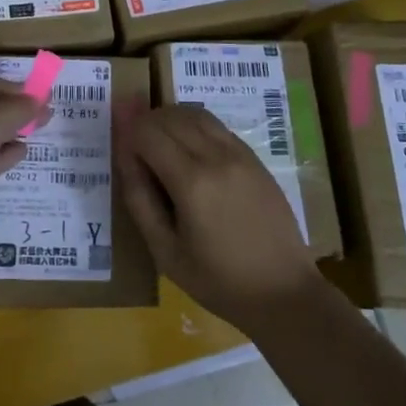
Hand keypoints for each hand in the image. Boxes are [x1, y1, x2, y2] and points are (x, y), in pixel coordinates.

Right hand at [117, 103, 324, 332]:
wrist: (283, 291)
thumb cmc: (218, 280)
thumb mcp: (165, 251)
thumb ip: (139, 198)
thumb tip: (124, 154)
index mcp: (192, 182)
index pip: (148, 132)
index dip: (128, 135)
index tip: (122, 153)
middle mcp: (216, 156)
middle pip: (169, 116)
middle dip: (145, 125)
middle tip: (136, 151)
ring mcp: (239, 153)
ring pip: (194, 113)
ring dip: (170, 120)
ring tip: (160, 148)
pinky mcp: (254, 157)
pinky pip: (215, 125)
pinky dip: (193, 126)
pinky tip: (189, 152)